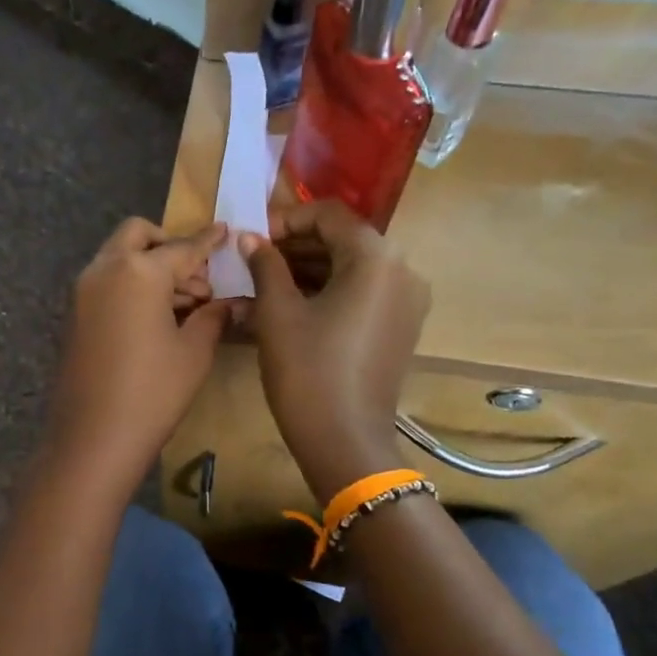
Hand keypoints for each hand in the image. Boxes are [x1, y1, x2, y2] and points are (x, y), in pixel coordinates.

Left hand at [45, 219, 230, 495]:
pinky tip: (156, 318)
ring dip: (150, 267)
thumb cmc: (153, 392)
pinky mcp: (74, 315)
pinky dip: (131, 285)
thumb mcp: (194, 352)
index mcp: (139, 272)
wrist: (93, 437)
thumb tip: (229, 302)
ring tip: (185, 304)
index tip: (225, 231)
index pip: (182, 247)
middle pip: (138, 236)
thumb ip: (212, 316)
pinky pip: (107, 282)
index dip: (208, 241)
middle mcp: (105, 270)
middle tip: (198, 280)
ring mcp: (83, 292)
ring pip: (119, 258)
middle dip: (170, 246)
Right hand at [241, 201, 430, 499]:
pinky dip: (328, 291)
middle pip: (344, 239)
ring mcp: (406, 300)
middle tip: (254, 259)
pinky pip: (362, 293)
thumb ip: (265, 265)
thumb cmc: (307, 370)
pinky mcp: (401, 327)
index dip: (286, 219)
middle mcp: (402, 270)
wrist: (344, 439)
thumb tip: (250, 238)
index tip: (253, 237)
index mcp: (376, 257)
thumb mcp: (277, 313)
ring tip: (265, 282)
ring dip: (309, 269)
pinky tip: (291, 304)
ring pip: (352, 268)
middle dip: (296, 245)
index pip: (329, 215)